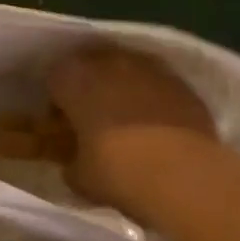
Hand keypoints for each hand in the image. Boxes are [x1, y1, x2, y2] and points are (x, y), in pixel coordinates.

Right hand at [48, 43, 225, 224]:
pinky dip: (154, 99)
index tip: (64, 125)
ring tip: (129, 121)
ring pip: (126, 70)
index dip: (57, 103)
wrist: (185, 176)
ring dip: (123, 88)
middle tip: (95, 119)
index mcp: (73, 78)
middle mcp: (108, 62)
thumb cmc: (119, 173)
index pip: (54, 79)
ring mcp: (147, 67)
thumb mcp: (80, 178)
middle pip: (90, 66)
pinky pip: (157, 84)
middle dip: (90, 87)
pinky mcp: (180, 81)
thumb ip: (71, 162)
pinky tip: (159, 126)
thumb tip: (75, 162)